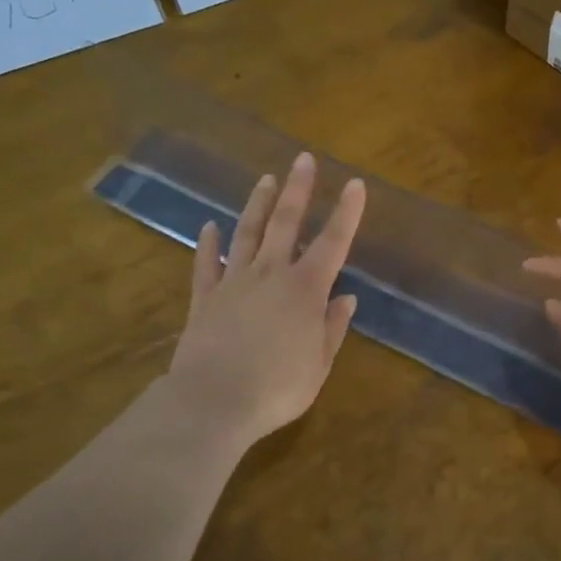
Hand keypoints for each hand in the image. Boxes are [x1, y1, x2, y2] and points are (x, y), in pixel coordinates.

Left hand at [166, 153, 365, 446]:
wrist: (214, 401)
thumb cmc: (277, 388)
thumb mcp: (319, 364)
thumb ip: (333, 327)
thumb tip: (346, 298)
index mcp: (306, 289)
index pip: (333, 242)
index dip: (347, 212)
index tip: (355, 183)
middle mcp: (271, 274)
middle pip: (286, 223)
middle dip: (298, 189)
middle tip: (303, 160)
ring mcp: (235, 282)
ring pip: (247, 233)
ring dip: (258, 204)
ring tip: (266, 179)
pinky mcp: (205, 298)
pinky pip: (206, 264)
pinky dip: (208, 244)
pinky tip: (209, 226)